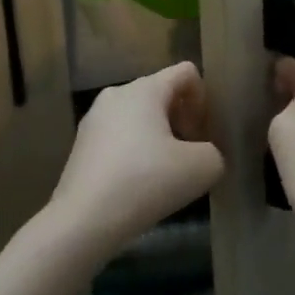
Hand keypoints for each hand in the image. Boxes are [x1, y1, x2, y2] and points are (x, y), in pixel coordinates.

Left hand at [51, 62, 224, 256]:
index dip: (203, 100)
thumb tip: (203, 155)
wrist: (83, 221)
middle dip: (180, 120)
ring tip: (162, 174)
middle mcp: (116, 94)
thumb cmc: (146, 182)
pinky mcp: (80, 146)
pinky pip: (118, 138)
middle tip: (186, 156)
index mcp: (145, 88)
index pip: (186, 73)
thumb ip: (214, 152)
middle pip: (161, 94)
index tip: (200, 134)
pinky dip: (134, 154)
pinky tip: (136, 185)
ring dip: (157, 138)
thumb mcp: (203, 168)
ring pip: (138, 117)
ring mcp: (93, 120)